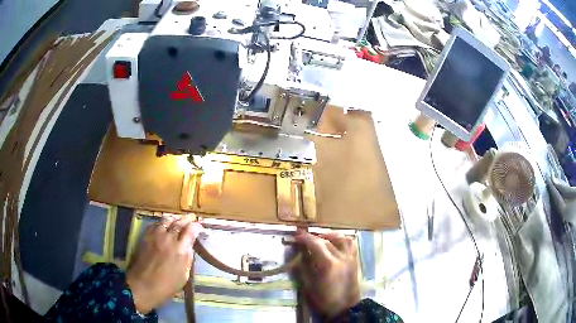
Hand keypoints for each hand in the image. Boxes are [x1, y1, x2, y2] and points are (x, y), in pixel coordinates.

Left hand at [127, 215, 202, 313]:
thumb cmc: (166, 286)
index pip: (191, 231)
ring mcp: (156, 236)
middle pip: (179, 223)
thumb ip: (187, 259)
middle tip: (191, 218)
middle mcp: (169, 239)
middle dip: (186, 219)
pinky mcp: (145, 236)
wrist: (143, 285)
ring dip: (173, 218)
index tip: (200, 227)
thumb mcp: (184, 276)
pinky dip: (161, 222)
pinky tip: (163, 225)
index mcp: (181, 250)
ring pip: (166, 220)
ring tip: (177, 219)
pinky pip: (154, 224)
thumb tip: (189, 248)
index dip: (197, 227)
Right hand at [295, 230, 360, 318]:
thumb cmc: (325, 299)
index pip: (315, 244)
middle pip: (327, 240)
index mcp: (328, 264)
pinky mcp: (355, 261)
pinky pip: (351, 244)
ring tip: (321, 238)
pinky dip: (343, 240)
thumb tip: (301, 254)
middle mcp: (341, 257)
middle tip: (304, 239)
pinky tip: (336, 243)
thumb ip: (305, 267)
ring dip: (330, 236)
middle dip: (314, 237)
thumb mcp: (309, 285)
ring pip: (342, 238)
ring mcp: (350, 258)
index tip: (296, 236)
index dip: (305, 238)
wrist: (345, 307)